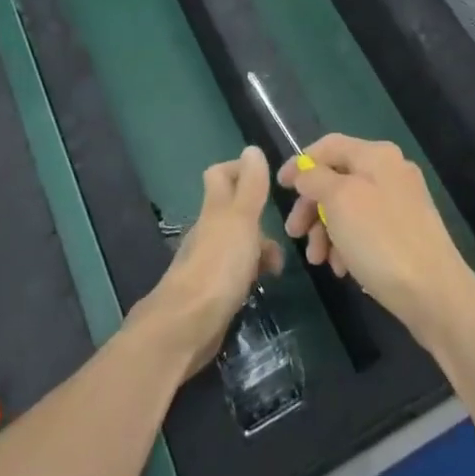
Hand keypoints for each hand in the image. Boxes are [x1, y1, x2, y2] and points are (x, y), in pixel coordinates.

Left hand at [130, 147, 284, 378]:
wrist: (187, 326)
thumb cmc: (218, 267)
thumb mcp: (241, 220)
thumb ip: (250, 186)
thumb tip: (251, 149)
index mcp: (215, 209)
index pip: (220, 175)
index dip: (241, 170)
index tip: (269, 181)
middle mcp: (208, 230)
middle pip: (233, 210)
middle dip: (260, 217)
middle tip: (287, 229)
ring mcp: (208, 261)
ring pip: (237, 242)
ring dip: (259, 248)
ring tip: (279, 265)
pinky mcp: (211, 291)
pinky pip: (235, 272)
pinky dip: (251, 273)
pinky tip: (262, 285)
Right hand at [279, 134, 474, 349]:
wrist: (435, 293)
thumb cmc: (380, 240)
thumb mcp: (339, 201)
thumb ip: (315, 178)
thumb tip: (304, 171)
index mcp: (377, 155)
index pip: (328, 146)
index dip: (300, 163)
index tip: (279, 188)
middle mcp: (391, 171)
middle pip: (337, 179)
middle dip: (312, 207)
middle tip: (294, 233)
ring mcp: (401, 203)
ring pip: (349, 208)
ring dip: (326, 231)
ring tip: (319, 260)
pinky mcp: (406, 232)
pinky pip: (366, 229)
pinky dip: (348, 244)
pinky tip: (342, 269)